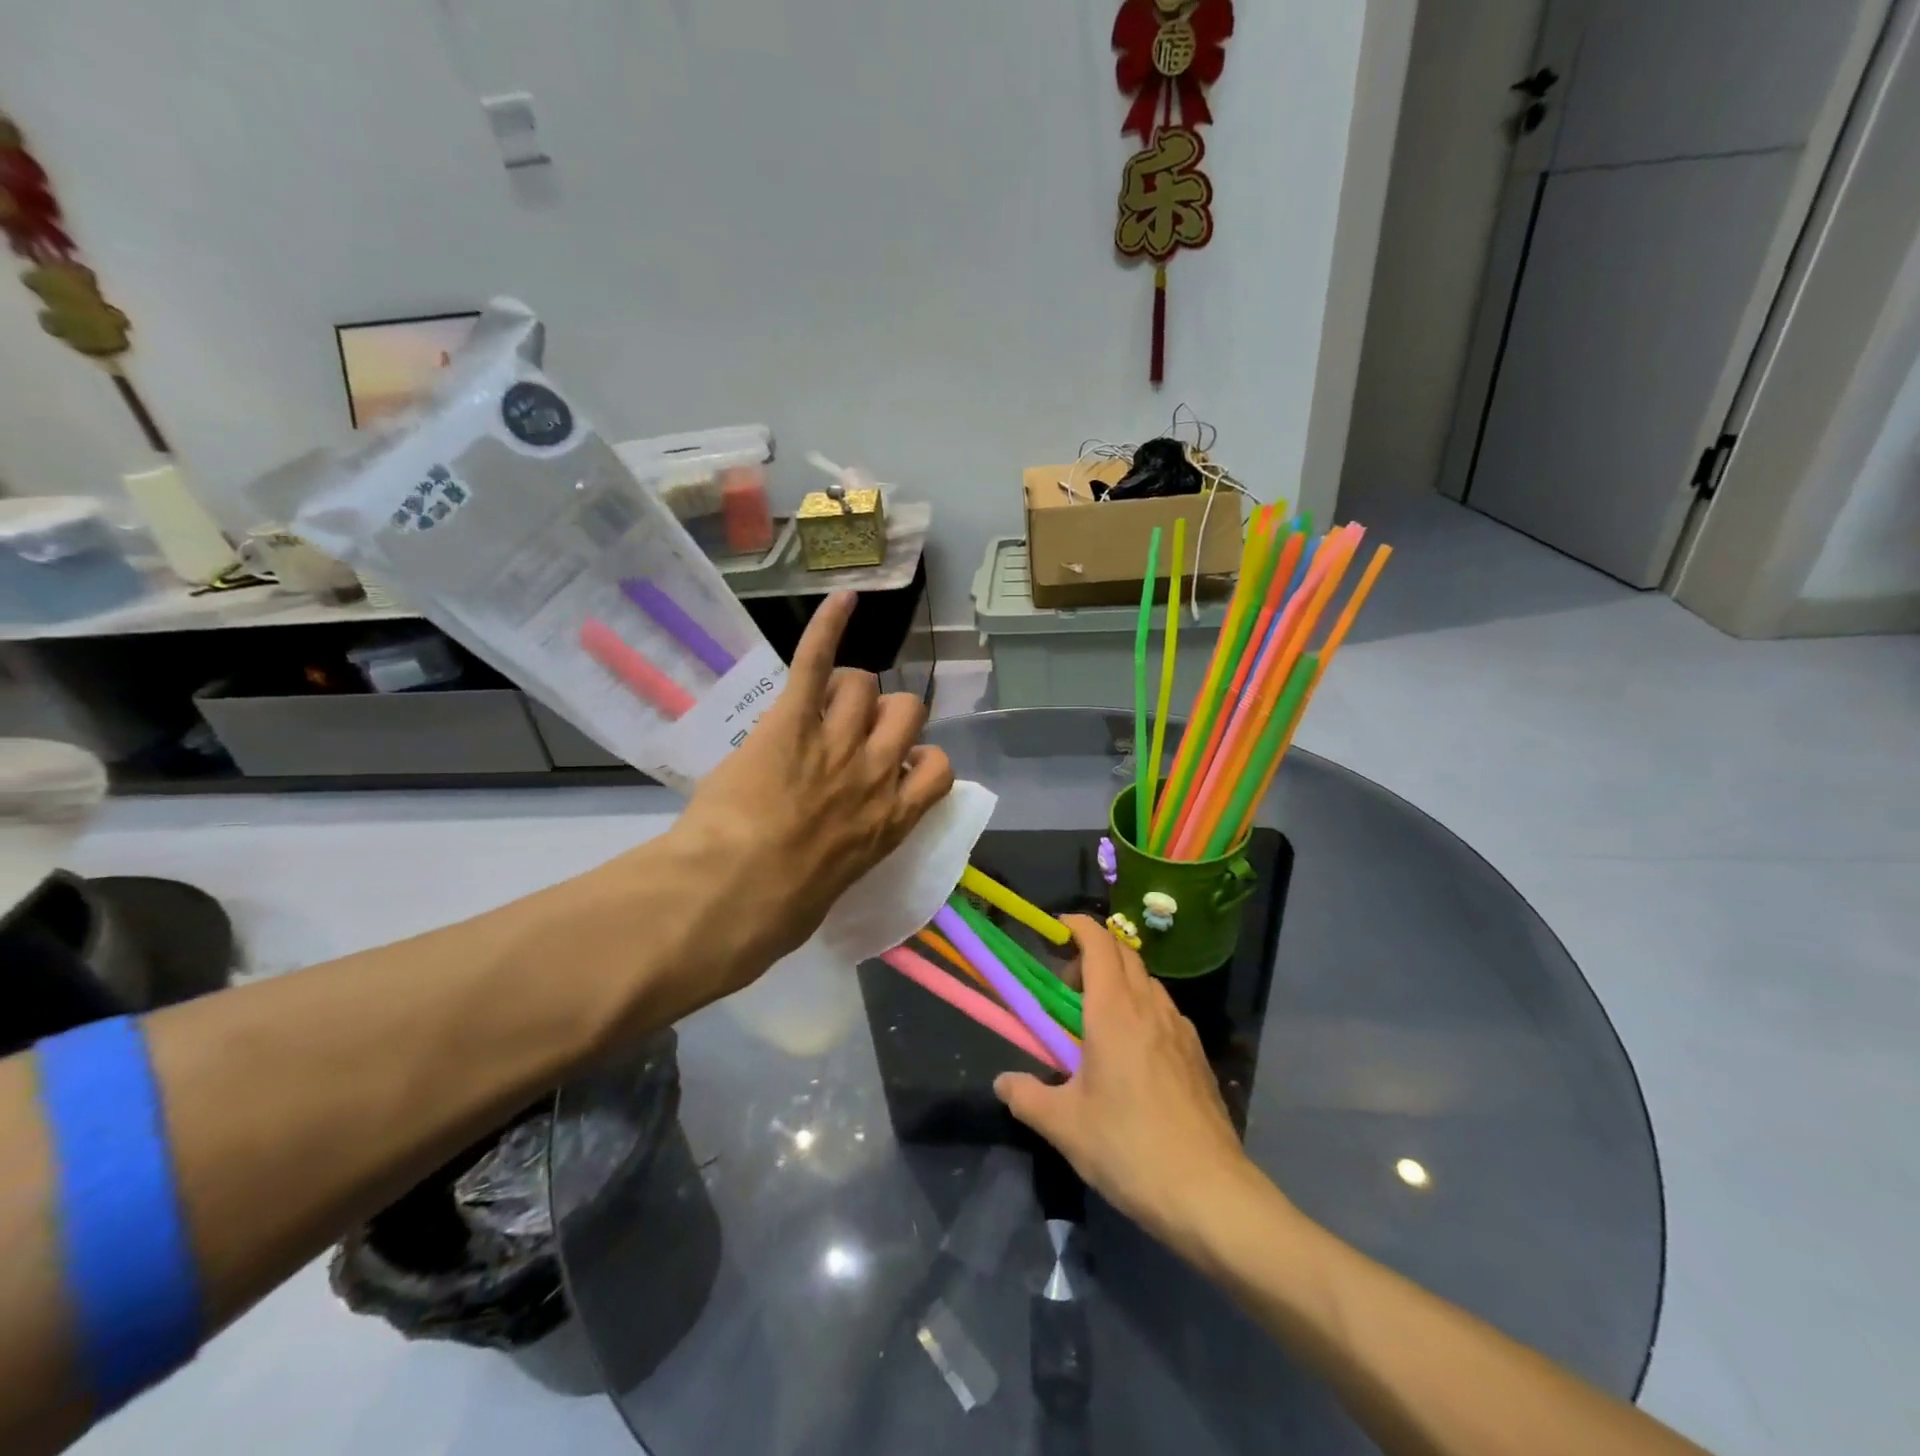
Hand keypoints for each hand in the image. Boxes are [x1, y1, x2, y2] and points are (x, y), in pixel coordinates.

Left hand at [620, 592, 953, 1013]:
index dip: (920, 760)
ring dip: (846, 691)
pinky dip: (830, 625)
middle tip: (851, 732)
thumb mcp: (833, 891)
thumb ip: (849, 855)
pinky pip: (817, 661)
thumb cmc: (777, 914)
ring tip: (817, 704)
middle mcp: (875, 773)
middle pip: (907, 712)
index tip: (895, 768)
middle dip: (884, 716)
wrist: (728, 896)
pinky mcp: (791, 721)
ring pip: (864, 685)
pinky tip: (844, 599)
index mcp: (890, 821)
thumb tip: (836, 852)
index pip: (938, 770)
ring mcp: (834, 743)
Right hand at [995, 916, 1265, 1249]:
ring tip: (1095, 1024)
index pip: (1099, 942)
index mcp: (1114, 1011)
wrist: (1210, 1193)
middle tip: (1066, 988)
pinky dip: (1140, 1009)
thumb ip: (1027, 1097)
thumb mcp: (1065, 1126)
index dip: (1077, 926)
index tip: (1055, 931)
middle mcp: (1150, 1007)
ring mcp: (1180, 1029)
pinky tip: (1131, 1055)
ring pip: (1146, 982)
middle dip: (1092, 955)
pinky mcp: (1196, 1054)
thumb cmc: (1129, 1148)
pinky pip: (1163, 1011)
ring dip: (1117, 983)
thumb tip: (1003, 1082)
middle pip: (1123, 954)